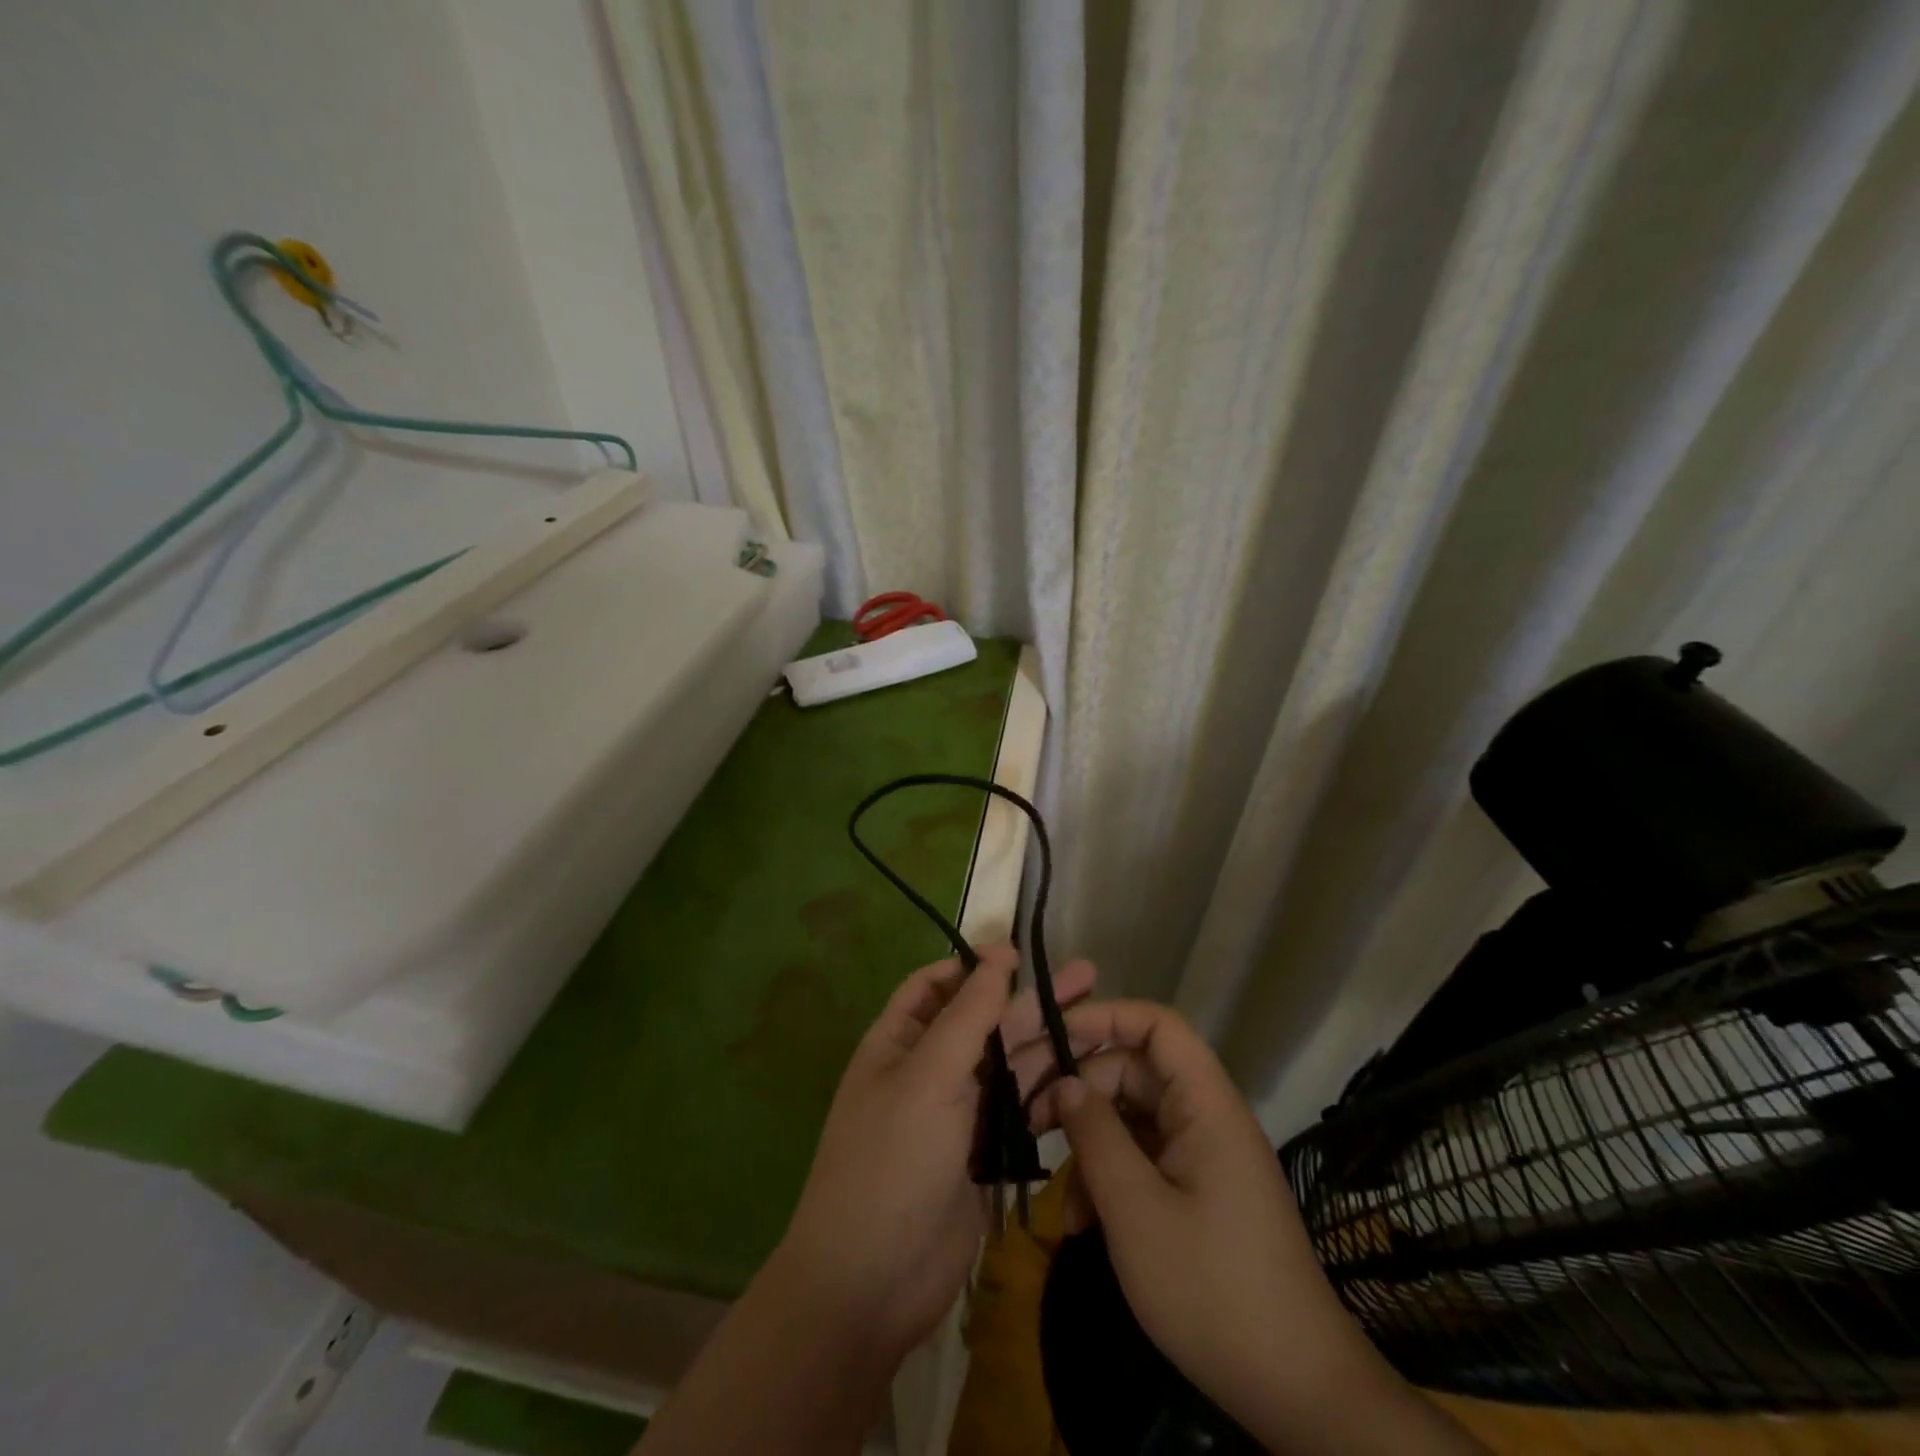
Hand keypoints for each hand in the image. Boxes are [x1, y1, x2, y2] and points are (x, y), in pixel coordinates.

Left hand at [777, 945, 1095, 1364]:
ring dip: (1047, 1042)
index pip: (935, 986)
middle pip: (984, 1021)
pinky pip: (1018, 1110)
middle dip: (1031, 999)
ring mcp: (956, 1113)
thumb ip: (967, 1015)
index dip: (974, 965)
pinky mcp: (981, 1154)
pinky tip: (1086, 1078)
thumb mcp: (927, 1076)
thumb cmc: (891, 1161)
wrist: (873, 1282)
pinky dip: (1047, 1092)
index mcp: (900, 1042)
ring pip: (1007, 1064)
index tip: (1020, 955)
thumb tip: (996, 957)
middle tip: (1088, 977)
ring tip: (1101, 1021)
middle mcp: (928, 1069)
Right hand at [1024, 1000, 1479, 1453]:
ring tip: (1055, 1189)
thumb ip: (1095, 1136)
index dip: (1103, 1017)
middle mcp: (1206, 1117)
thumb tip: (1064, 1084)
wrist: (1296, 1392)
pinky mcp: (1197, 1192)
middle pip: (1133, 1071)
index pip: (1156, 1025)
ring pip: (1131, 1119)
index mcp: (1205, 1103)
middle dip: (1079, 1088)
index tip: (1049, 1037)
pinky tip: (1083, 1223)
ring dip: (1090, 1144)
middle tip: (1027, 1114)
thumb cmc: (1213, 1289)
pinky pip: (1144, 1160)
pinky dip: (1110, 1179)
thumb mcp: (1136, 1210)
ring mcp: (1202, 1156)